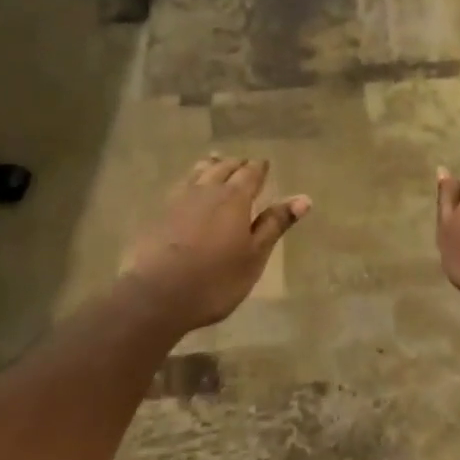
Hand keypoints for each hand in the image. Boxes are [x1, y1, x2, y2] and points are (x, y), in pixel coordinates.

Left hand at [121, 155, 310, 331]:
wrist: (155, 296)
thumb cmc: (215, 280)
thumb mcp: (254, 256)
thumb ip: (275, 224)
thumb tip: (304, 198)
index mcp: (234, 198)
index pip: (251, 173)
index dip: (259, 168)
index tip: (265, 165)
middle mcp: (206, 190)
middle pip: (224, 168)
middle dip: (236, 165)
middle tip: (244, 165)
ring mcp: (178, 200)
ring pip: (198, 172)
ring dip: (211, 166)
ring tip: (216, 163)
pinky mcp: (158, 213)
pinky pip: (180, 186)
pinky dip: (190, 180)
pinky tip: (188, 188)